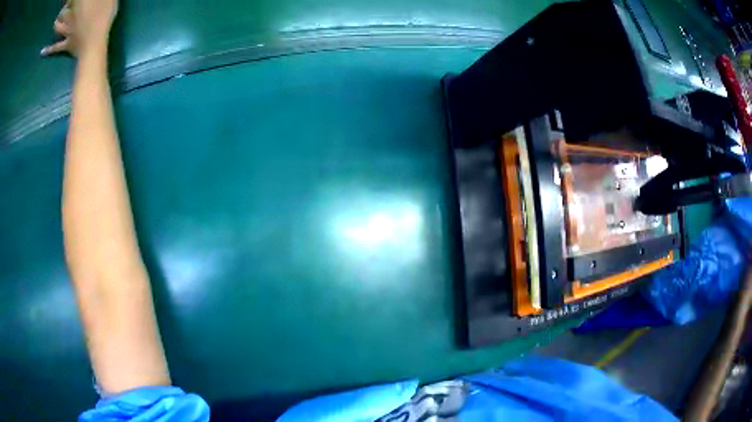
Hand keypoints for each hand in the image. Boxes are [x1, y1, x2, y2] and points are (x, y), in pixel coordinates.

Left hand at [41, 0, 118, 56]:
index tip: (71, 0)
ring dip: (56, 23)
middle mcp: (70, 16)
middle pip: (63, 11)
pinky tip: (42, 52)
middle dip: (64, 8)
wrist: (94, 45)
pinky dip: (48, 50)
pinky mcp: (66, 44)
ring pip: (58, 26)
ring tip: (56, 21)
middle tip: (66, 5)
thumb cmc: (103, 17)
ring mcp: (67, 31)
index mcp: (80, 3)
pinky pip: (55, 47)